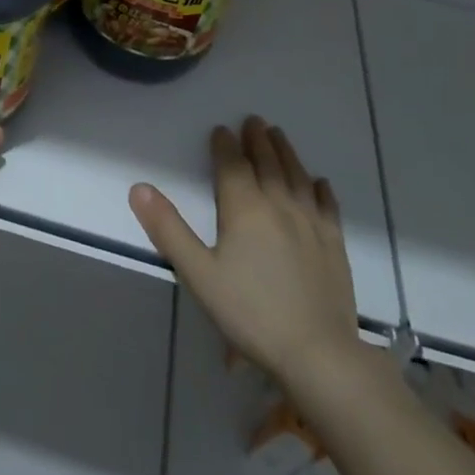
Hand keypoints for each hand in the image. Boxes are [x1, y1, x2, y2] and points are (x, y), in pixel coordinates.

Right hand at [129, 117, 366, 401]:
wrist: (318, 353)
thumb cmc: (250, 313)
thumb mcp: (198, 273)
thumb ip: (168, 229)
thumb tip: (139, 187)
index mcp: (245, 210)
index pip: (233, 167)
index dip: (225, 146)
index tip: (221, 129)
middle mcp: (280, 206)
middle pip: (268, 164)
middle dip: (258, 141)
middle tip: (254, 120)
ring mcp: (311, 225)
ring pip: (297, 178)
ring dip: (286, 153)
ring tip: (279, 136)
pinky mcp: (334, 246)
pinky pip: (327, 207)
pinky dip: (320, 190)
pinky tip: (319, 183)